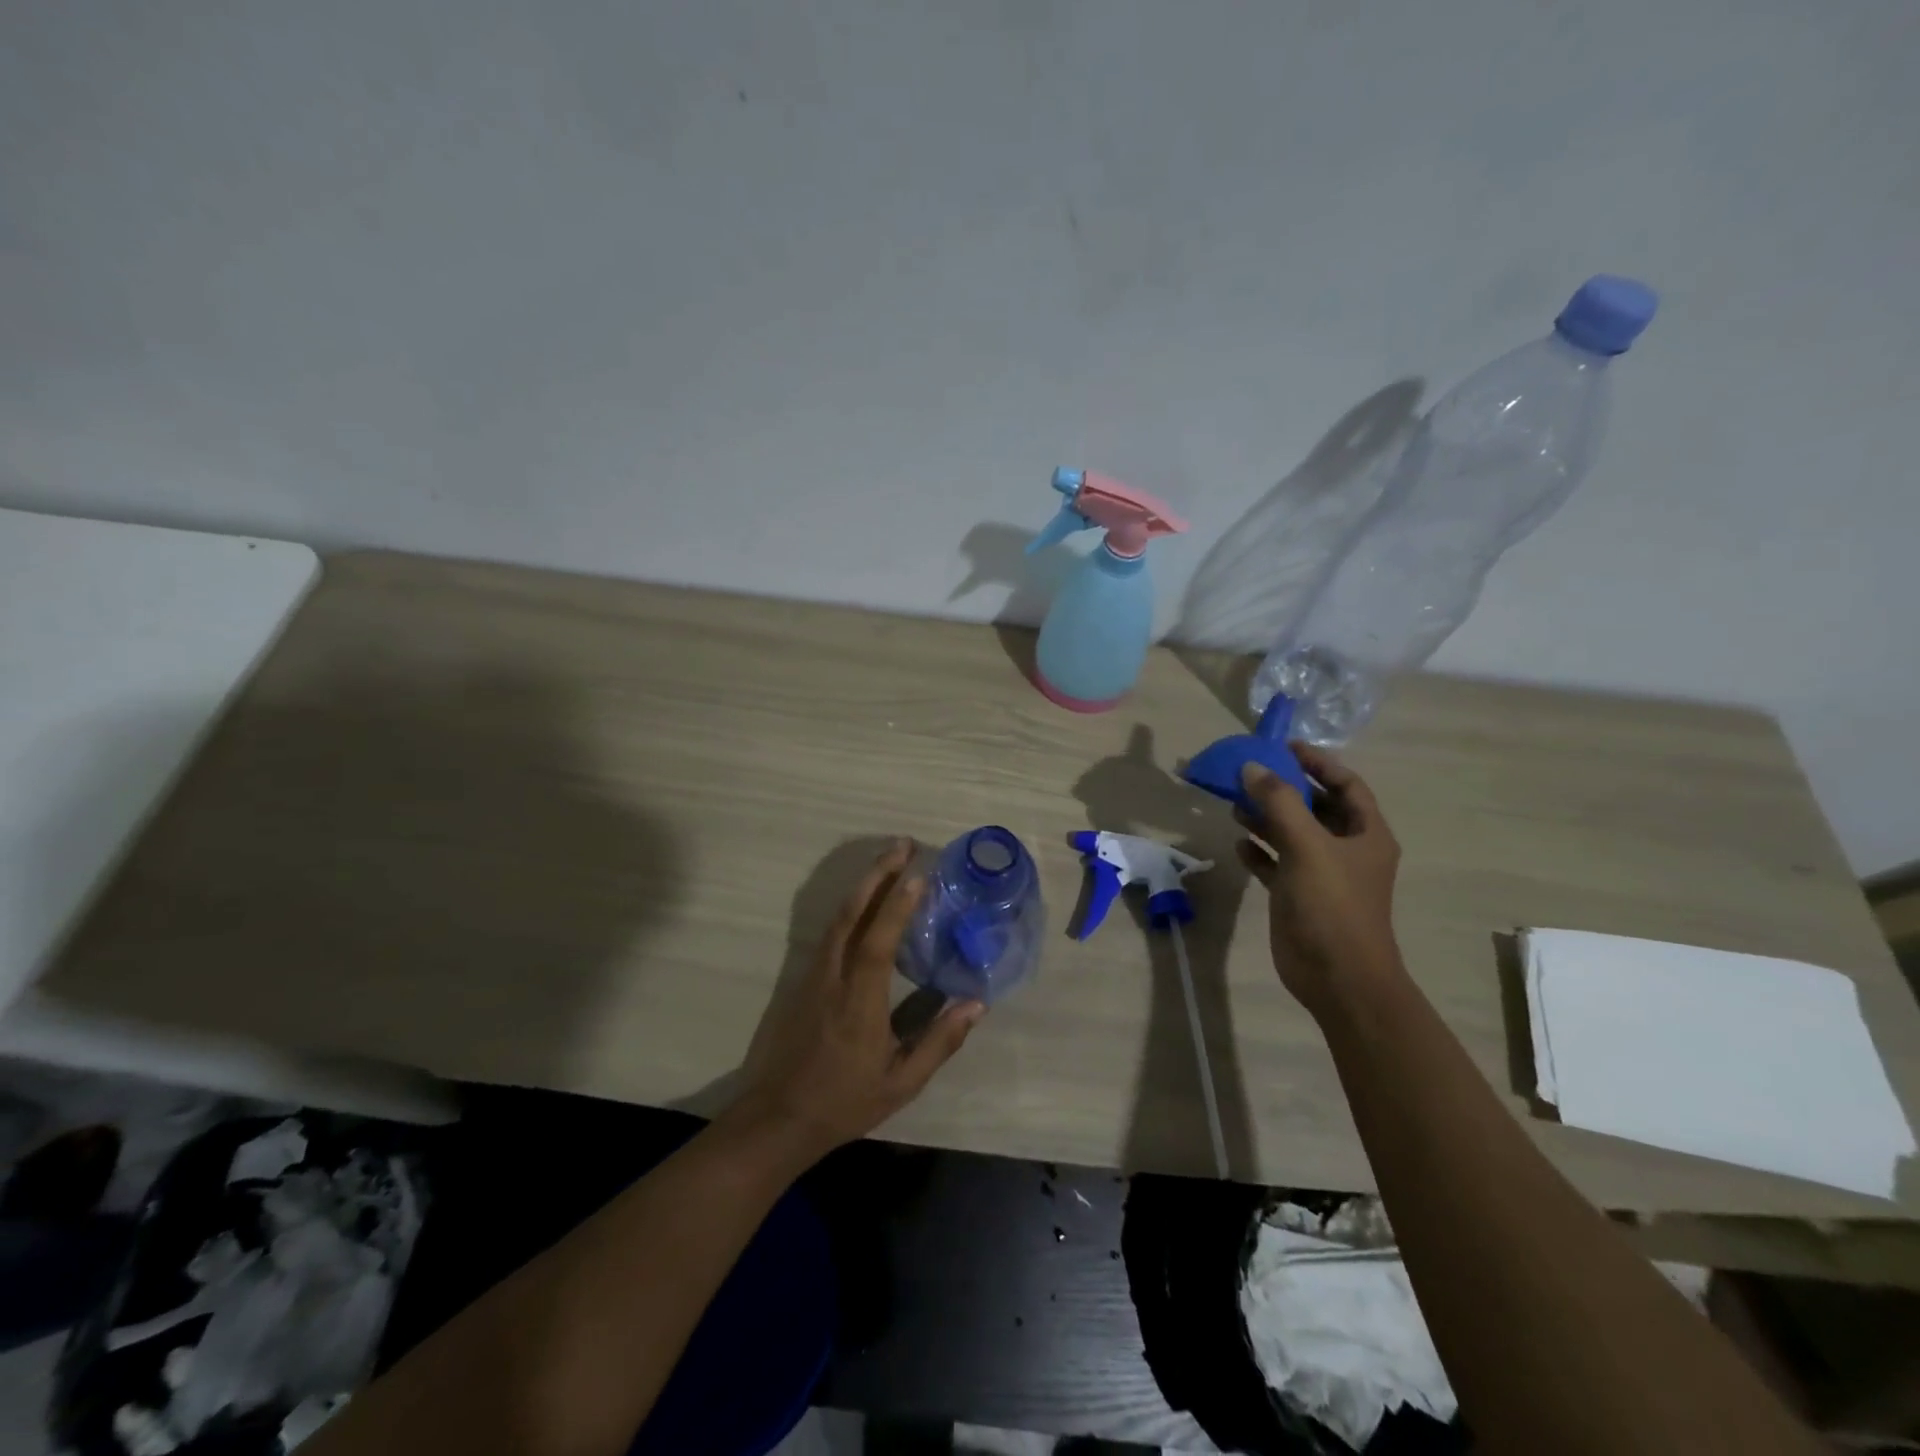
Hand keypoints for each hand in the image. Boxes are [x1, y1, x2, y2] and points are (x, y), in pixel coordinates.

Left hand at [726, 840, 983, 1159]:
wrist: (779, 1117)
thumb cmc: (845, 1101)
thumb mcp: (902, 1083)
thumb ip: (939, 1042)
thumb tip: (977, 1005)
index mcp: (859, 1001)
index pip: (878, 942)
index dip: (897, 906)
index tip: (918, 874)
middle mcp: (834, 977)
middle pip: (852, 914)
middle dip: (878, 874)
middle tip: (903, 844)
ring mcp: (814, 975)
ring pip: (838, 918)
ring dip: (864, 884)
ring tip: (889, 861)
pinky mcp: (804, 979)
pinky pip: (831, 931)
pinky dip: (852, 907)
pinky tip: (866, 901)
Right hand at [1236, 746, 1403, 1018]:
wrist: (1338, 977)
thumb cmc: (1332, 905)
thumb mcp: (1306, 846)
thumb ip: (1278, 802)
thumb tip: (1251, 767)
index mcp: (1366, 834)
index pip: (1346, 784)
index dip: (1318, 763)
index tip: (1284, 746)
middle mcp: (1346, 849)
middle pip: (1315, 807)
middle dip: (1284, 789)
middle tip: (1249, 774)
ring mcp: (1322, 874)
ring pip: (1292, 834)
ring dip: (1266, 818)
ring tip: (1234, 805)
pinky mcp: (1298, 895)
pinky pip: (1277, 863)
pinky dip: (1259, 852)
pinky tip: (1239, 845)